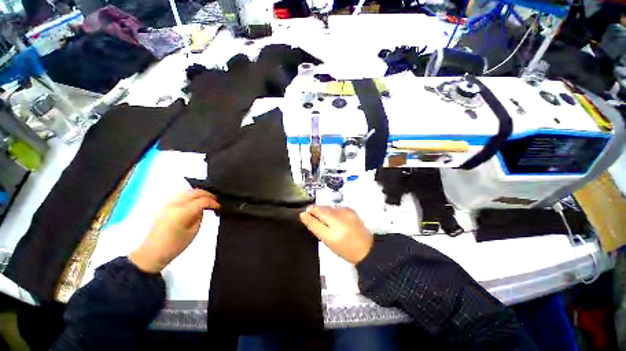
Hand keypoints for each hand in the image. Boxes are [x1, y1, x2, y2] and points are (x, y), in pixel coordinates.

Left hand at [130, 190, 220, 272]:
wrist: (151, 252)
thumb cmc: (174, 246)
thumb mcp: (193, 232)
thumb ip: (199, 216)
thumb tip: (204, 208)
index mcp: (182, 212)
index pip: (202, 201)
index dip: (213, 202)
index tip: (219, 206)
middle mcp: (174, 205)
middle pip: (194, 192)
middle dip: (207, 194)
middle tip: (215, 200)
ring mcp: (167, 204)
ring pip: (186, 191)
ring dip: (198, 193)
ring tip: (206, 199)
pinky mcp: (163, 206)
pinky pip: (179, 195)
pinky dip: (189, 195)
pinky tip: (194, 200)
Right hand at [299, 206, 372, 263]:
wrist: (366, 250)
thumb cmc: (345, 248)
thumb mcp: (327, 240)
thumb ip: (314, 225)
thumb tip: (303, 214)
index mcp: (335, 220)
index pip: (318, 209)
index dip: (310, 211)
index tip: (305, 215)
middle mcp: (341, 211)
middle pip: (324, 208)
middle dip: (317, 212)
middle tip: (315, 222)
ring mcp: (348, 210)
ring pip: (330, 208)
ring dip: (325, 213)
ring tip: (326, 223)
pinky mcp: (352, 211)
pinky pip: (337, 209)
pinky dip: (333, 213)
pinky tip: (335, 222)